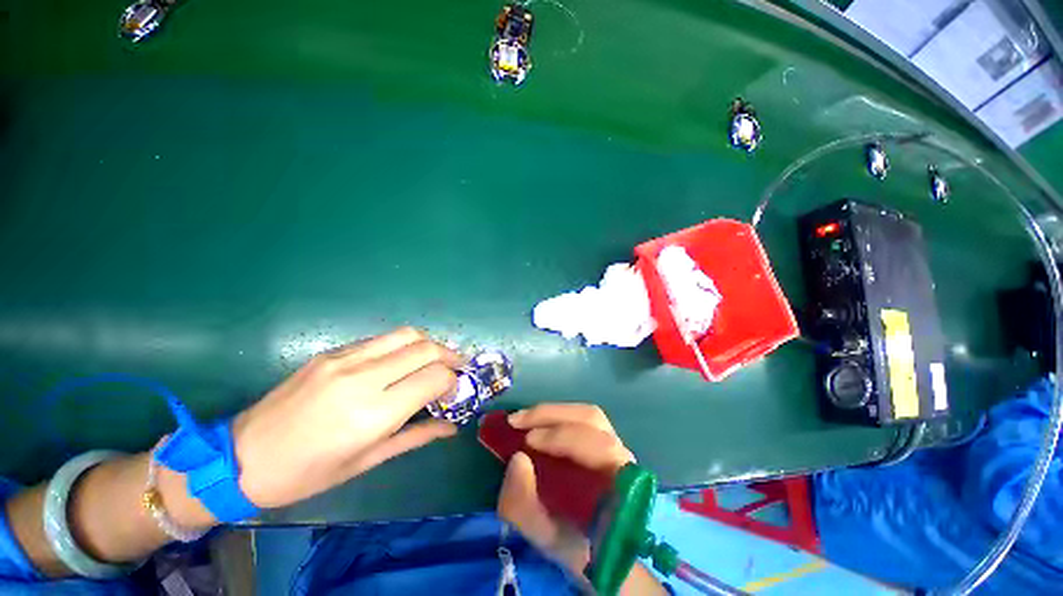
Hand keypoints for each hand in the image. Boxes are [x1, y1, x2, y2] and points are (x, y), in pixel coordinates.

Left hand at [231, 327, 463, 508]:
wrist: (242, 457)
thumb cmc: (307, 474)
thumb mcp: (366, 462)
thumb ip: (416, 437)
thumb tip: (452, 426)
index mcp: (373, 414)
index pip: (434, 378)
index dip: (452, 381)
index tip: (454, 391)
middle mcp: (363, 378)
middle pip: (426, 348)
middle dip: (450, 356)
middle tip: (456, 368)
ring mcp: (345, 360)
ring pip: (406, 334)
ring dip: (429, 344)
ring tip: (435, 358)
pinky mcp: (331, 352)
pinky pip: (381, 339)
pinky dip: (402, 345)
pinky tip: (401, 360)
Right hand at [496, 403, 634, 573]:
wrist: (598, 550)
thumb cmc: (575, 546)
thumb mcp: (544, 536)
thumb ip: (525, 505)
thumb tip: (518, 459)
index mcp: (619, 485)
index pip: (599, 448)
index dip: (563, 438)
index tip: (527, 441)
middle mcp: (623, 457)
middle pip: (591, 419)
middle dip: (551, 416)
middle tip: (516, 421)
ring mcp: (616, 445)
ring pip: (587, 414)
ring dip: (552, 412)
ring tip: (523, 419)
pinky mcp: (604, 439)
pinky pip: (582, 419)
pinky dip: (556, 416)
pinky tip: (536, 423)